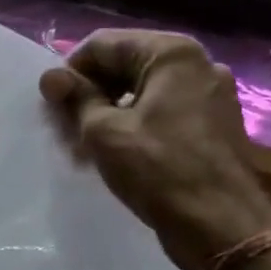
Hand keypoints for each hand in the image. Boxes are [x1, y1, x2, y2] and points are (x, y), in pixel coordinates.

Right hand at [40, 30, 270, 269]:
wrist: (220, 225)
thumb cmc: (158, 170)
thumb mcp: (104, 132)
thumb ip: (76, 98)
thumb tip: (50, 76)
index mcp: (172, 53)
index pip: (103, 44)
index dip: (70, 72)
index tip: (51, 106)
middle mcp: (197, 64)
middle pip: (125, 65)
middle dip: (89, 93)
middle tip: (64, 128)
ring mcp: (210, 95)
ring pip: (142, 92)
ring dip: (108, 113)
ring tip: (85, 147)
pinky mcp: (212, 125)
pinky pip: (161, 113)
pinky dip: (133, 127)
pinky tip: (115, 155)